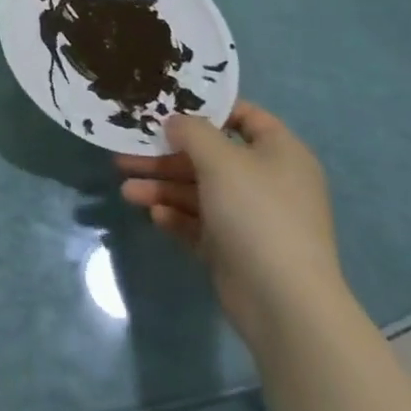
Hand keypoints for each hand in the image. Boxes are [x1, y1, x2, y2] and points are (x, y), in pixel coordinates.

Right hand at [116, 100, 342, 343]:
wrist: (284, 302)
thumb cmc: (257, 214)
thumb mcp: (221, 160)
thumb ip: (192, 132)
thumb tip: (176, 122)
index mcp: (279, 153)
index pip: (244, 116)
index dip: (207, 108)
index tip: (167, 107)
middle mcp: (267, 181)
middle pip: (209, 157)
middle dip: (166, 156)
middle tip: (126, 152)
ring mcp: (251, 217)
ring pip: (198, 191)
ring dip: (162, 187)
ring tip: (126, 190)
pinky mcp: (234, 248)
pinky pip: (199, 223)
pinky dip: (176, 216)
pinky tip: (154, 216)